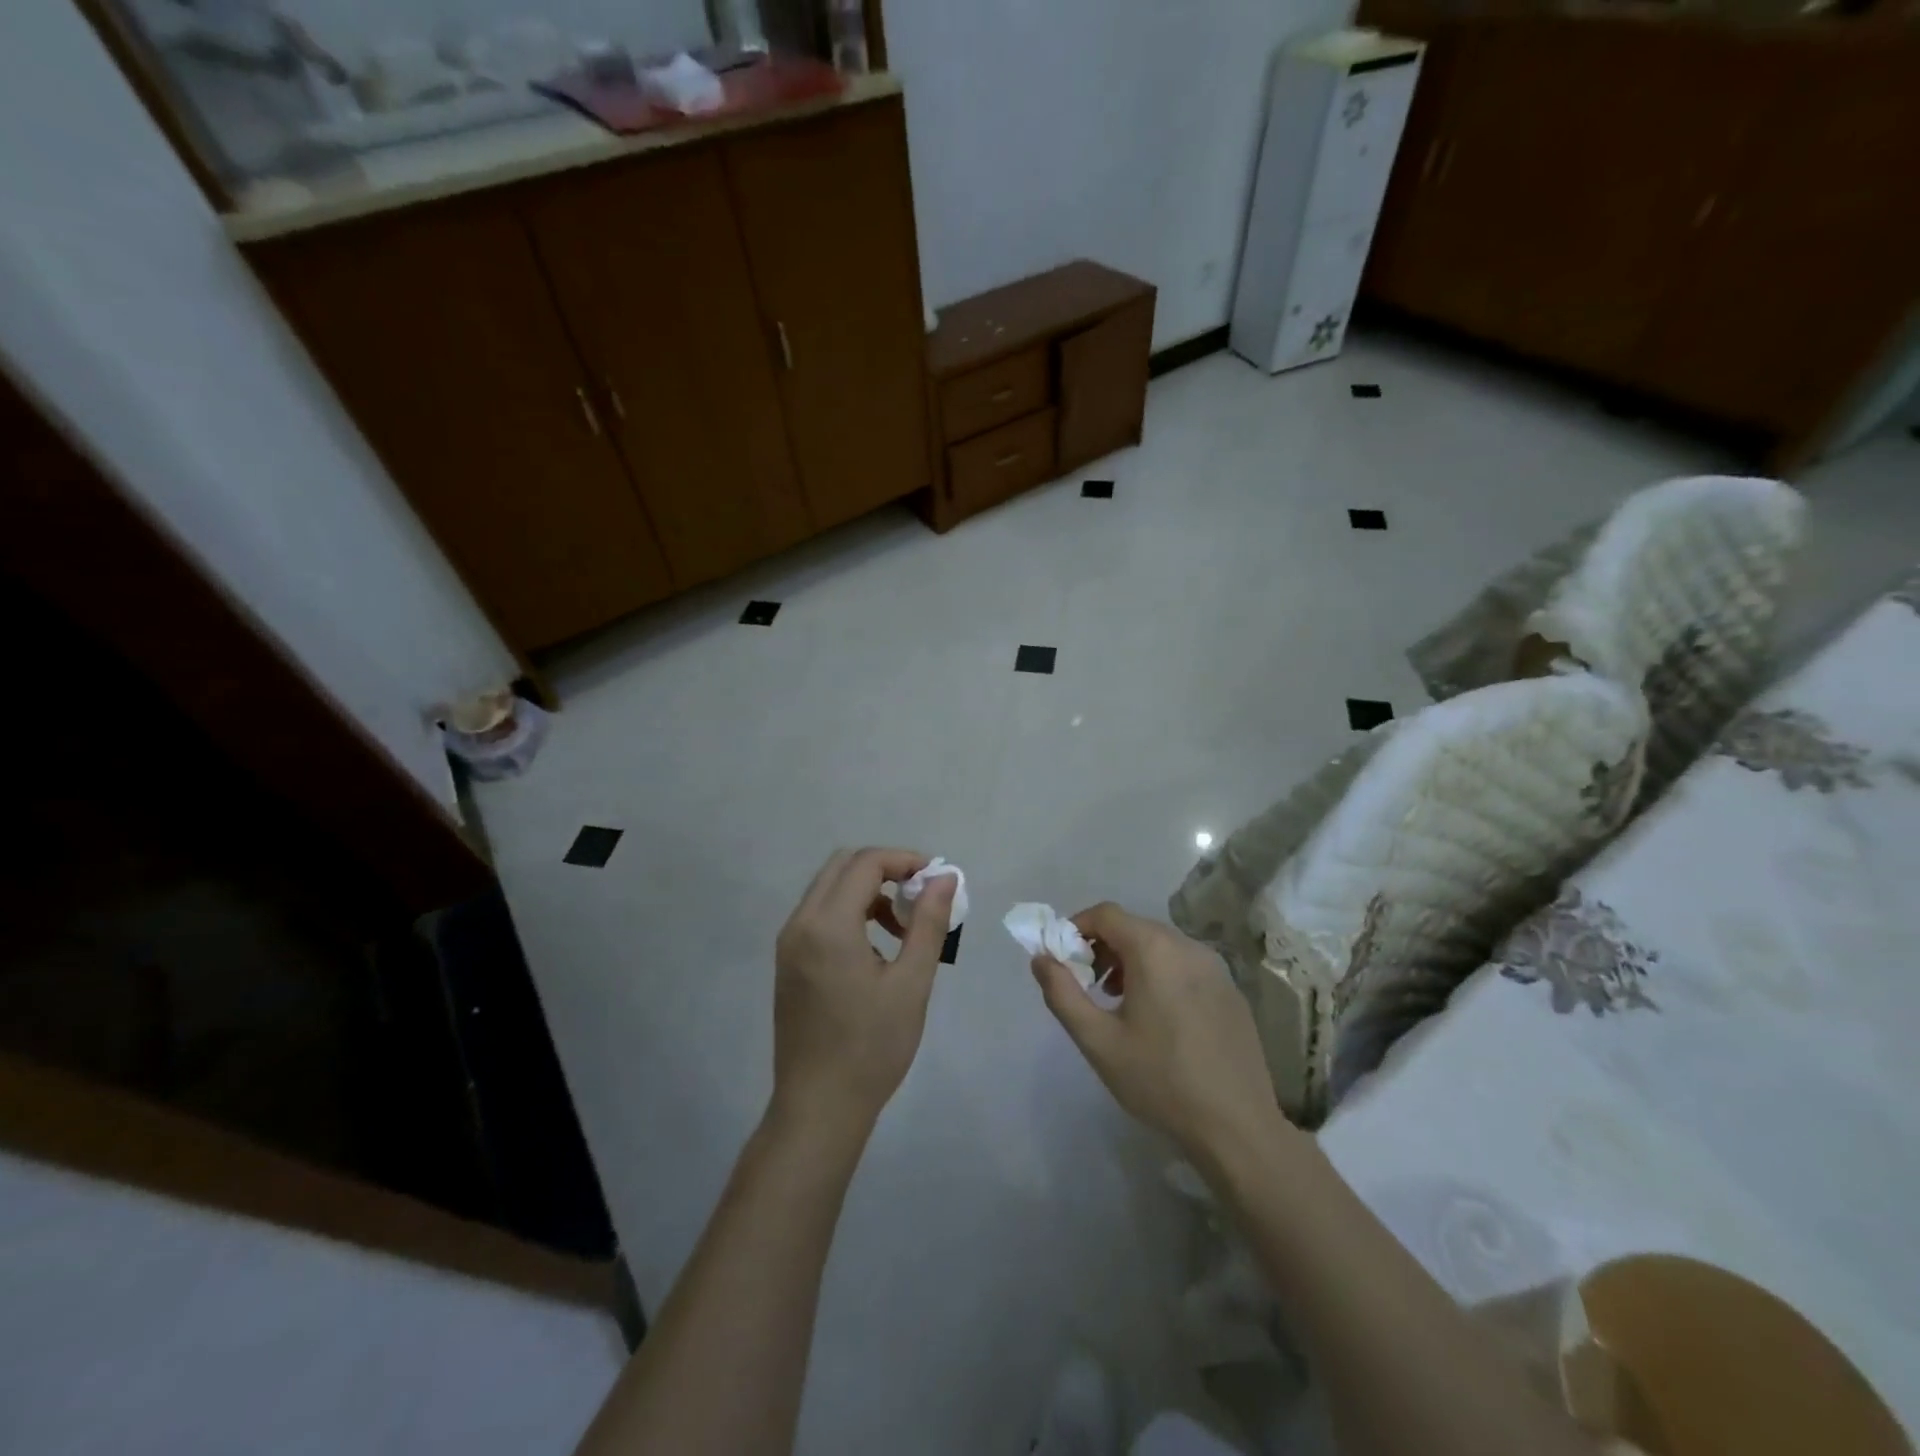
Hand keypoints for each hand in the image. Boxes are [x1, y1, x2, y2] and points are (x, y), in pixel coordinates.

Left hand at [771, 848, 954, 1138]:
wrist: (819, 1107)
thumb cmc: (871, 1047)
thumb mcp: (911, 983)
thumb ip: (928, 923)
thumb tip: (945, 877)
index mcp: (828, 925)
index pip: (866, 863)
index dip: (905, 860)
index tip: (937, 880)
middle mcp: (800, 923)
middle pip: (843, 866)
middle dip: (885, 869)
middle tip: (921, 895)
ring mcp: (789, 943)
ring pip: (829, 889)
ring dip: (868, 890)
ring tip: (904, 926)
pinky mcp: (788, 962)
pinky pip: (819, 915)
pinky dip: (850, 911)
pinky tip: (876, 947)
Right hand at [1031, 903, 1282, 1164]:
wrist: (1237, 1126)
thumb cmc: (1160, 1080)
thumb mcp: (1098, 1041)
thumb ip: (1062, 993)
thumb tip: (1041, 959)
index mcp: (1154, 949)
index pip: (1106, 914)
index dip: (1077, 928)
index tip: (1064, 960)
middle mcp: (1187, 946)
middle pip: (1134, 927)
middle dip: (1103, 947)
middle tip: (1088, 985)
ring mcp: (1215, 967)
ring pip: (1161, 945)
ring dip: (1132, 961)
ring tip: (1119, 1003)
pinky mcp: (1231, 990)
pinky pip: (1186, 965)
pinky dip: (1162, 974)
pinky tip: (1159, 1019)